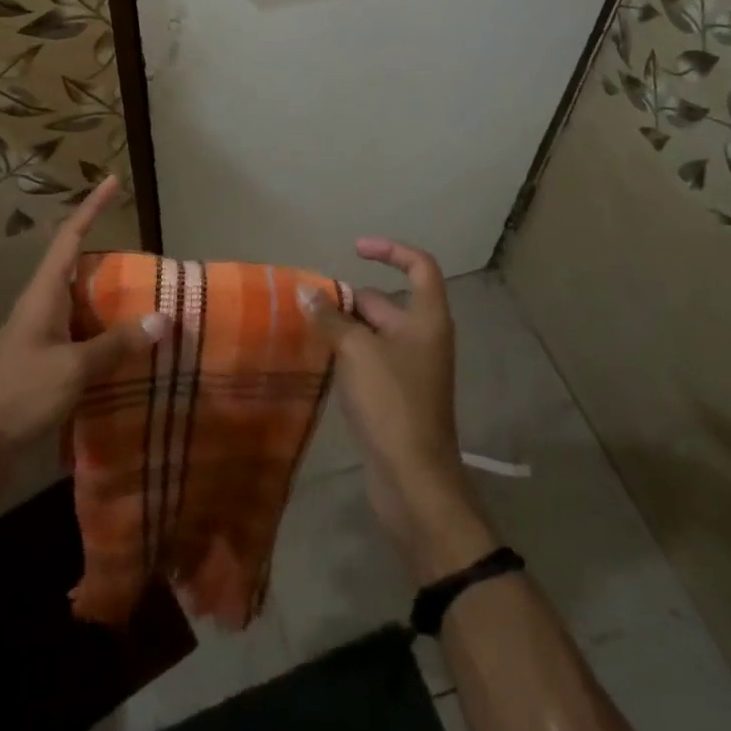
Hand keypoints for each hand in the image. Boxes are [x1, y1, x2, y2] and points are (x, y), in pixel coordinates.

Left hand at [0, 176, 168, 486]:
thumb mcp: (74, 368)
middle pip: (79, 267)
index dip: (92, 207)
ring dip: (112, 300)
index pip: (71, 236)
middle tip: (151, 260)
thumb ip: (117, 344)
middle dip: (112, 258)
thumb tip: (163, 318)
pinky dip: (107, 334)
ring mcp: (42, 334)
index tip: (113, 181)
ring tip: (149, 300)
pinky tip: (129, 348)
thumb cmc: (20, 395)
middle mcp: (42, 306)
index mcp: (44, 293)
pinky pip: (83, 334)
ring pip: (83, 303)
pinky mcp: (45, 362)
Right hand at [301, 238, 496, 583]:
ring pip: (372, 332)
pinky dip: (345, 353)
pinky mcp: (394, 395)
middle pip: (385, 301)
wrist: (413, 481)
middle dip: (348, 299)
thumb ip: (330, 317)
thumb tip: (305, 291)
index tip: (354, 249)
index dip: (390, 251)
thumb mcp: (356, 351)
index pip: (419, 266)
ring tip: (303, 326)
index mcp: (426, 320)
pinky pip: (367, 359)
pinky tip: (317, 358)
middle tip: (308, 303)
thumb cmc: (392, 404)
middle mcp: (422, 338)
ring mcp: (409, 369)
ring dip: (342, 327)